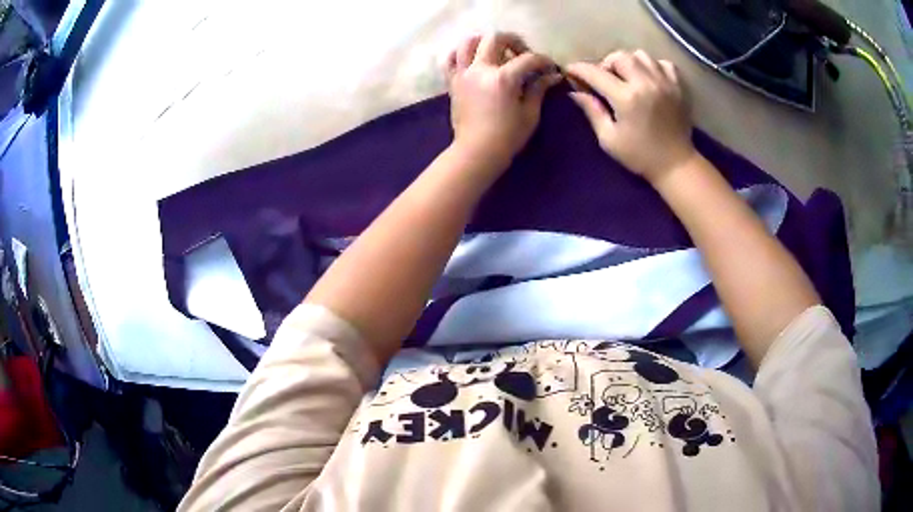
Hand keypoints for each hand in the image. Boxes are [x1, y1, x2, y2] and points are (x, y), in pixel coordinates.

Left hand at [445, 33, 561, 165]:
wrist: (476, 152)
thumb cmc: (507, 136)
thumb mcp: (529, 113)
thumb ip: (539, 89)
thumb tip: (552, 76)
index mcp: (503, 78)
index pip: (528, 59)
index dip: (543, 61)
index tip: (550, 68)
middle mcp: (481, 69)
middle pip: (495, 38)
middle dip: (514, 40)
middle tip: (522, 53)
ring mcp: (463, 74)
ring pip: (468, 43)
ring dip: (484, 41)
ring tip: (495, 51)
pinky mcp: (453, 82)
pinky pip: (450, 59)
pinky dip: (459, 53)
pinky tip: (471, 59)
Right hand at [565, 50, 696, 184]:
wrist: (676, 165)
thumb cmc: (640, 155)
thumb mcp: (609, 138)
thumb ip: (592, 111)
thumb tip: (575, 92)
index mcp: (626, 98)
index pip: (595, 73)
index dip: (579, 69)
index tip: (570, 71)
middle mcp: (645, 83)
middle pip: (619, 57)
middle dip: (606, 65)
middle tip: (605, 80)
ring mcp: (665, 82)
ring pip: (640, 55)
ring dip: (629, 62)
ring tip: (628, 77)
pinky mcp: (678, 86)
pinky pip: (663, 63)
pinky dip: (653, 66)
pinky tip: (649, 79)